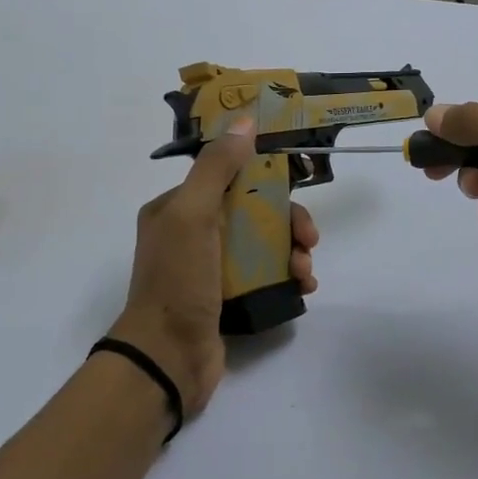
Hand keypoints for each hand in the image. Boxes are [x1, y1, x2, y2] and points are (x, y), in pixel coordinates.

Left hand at [108, 119, 317, 423]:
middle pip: (253, 211)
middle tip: (309, 238)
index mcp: (178, 208)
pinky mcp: (228, 297)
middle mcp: (194, 233)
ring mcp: (211, 268)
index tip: (296, 185)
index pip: (229, 178)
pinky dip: (289, 276)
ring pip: (264, 244)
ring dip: (293, 251)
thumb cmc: (178, 281)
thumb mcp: (193, 215)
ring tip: (305, 271)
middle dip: (287, 221)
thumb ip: (217, 168)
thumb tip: (245, 120)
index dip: (266, 177)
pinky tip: (304, 286)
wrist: (168, 358)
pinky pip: (266, 275)